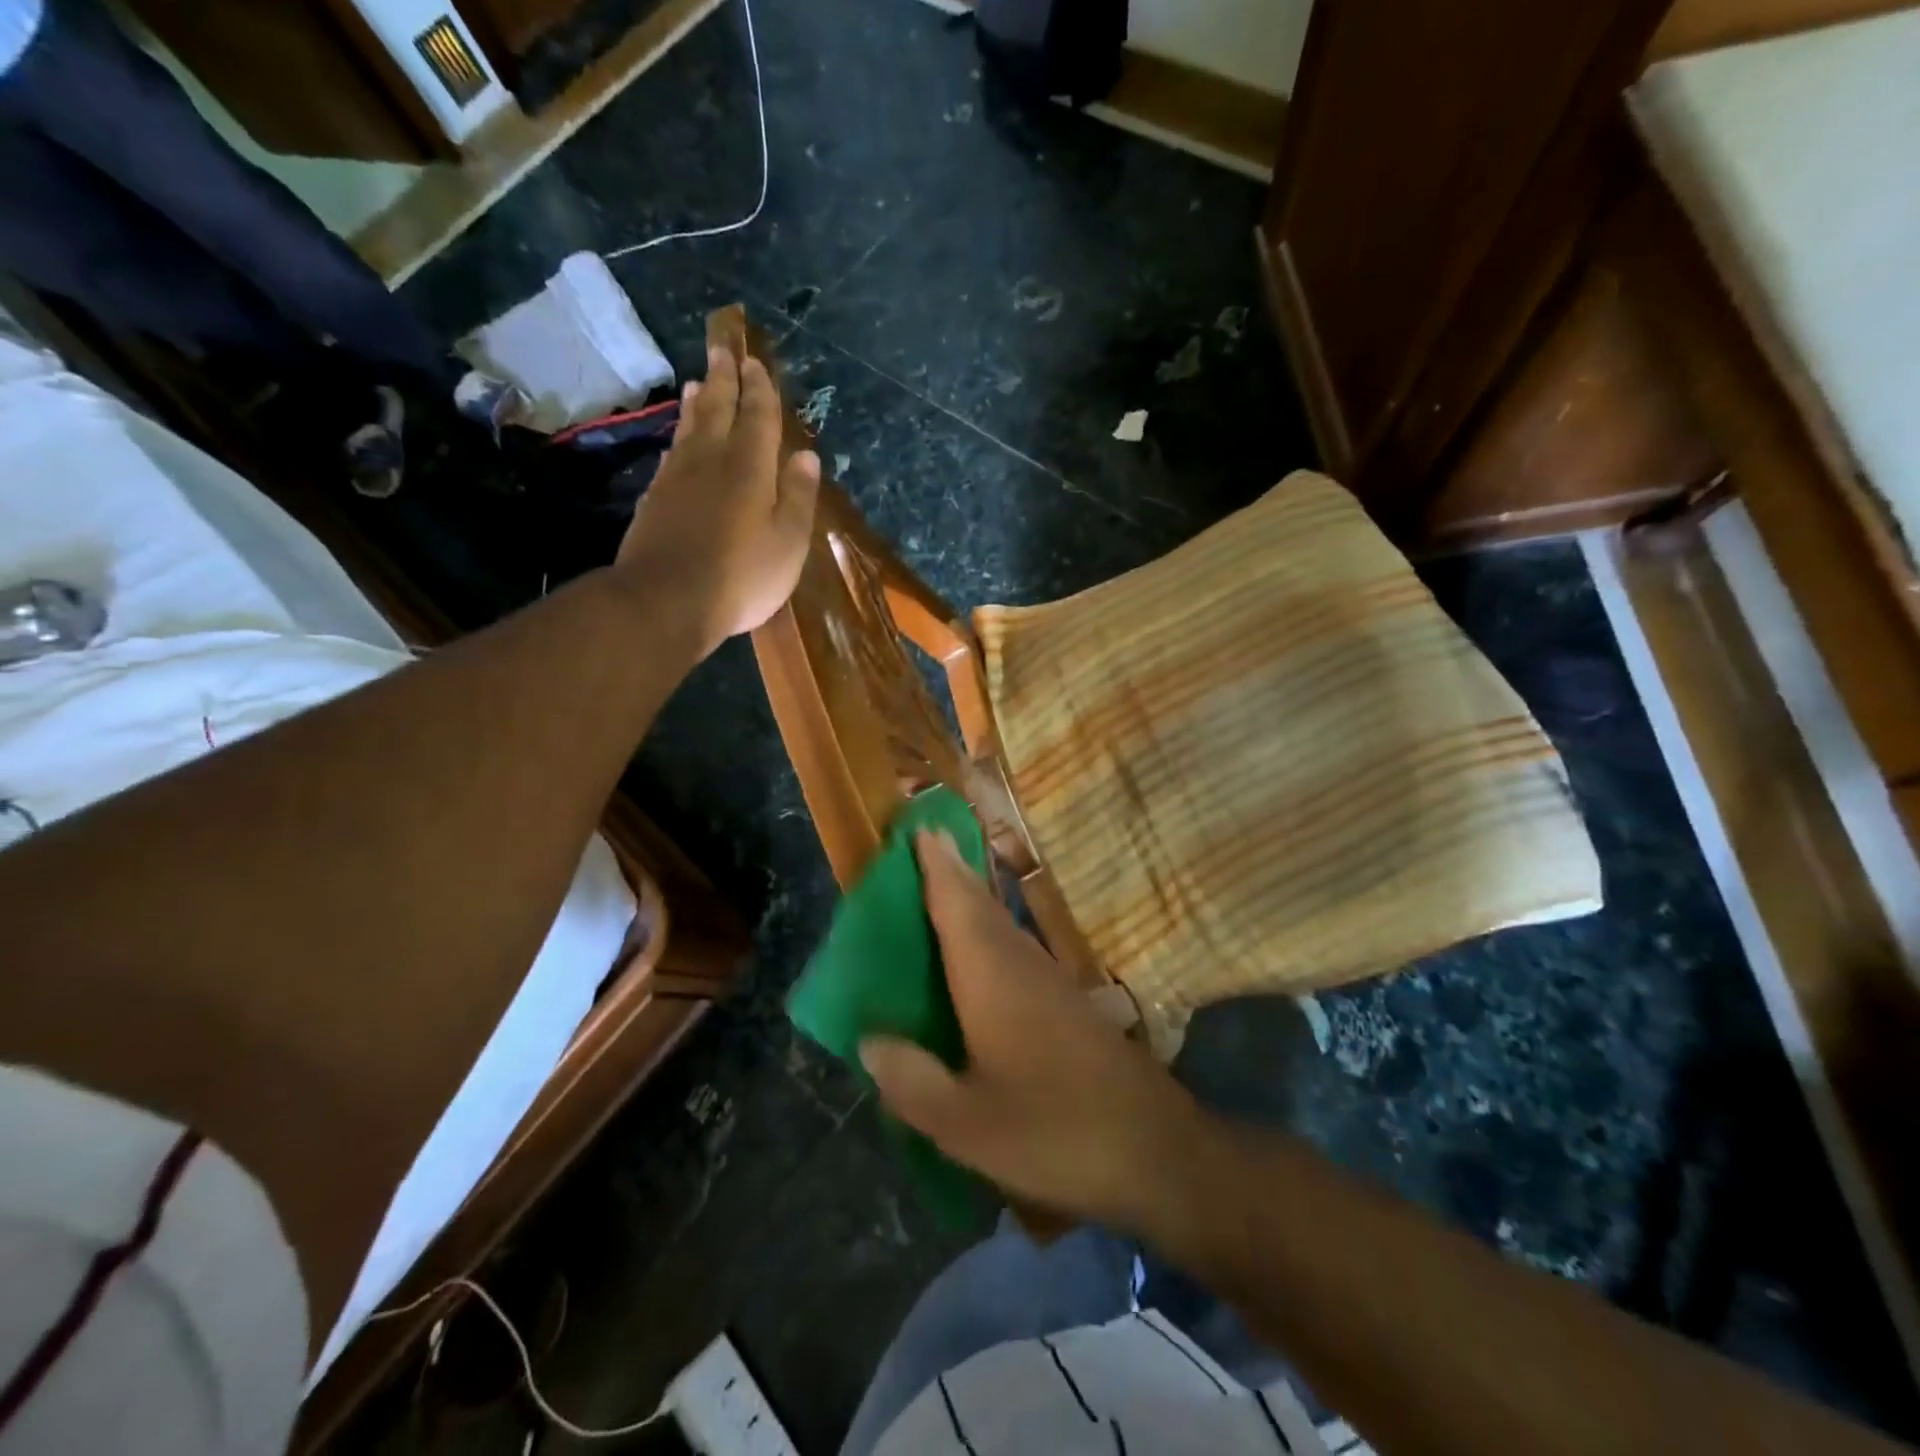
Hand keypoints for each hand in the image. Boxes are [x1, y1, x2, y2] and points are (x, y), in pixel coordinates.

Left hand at [615, 343, 820, 655]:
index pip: (758, 417)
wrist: (667, 600)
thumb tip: (807, 456)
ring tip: (700, 383)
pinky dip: (679, 437)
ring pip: (690, 428)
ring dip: (699, 404)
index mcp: (750, 468)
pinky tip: (679, 439)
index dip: (760, 390)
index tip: (756, 364)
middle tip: (722, 351)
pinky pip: (672, 454)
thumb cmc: (742, 576)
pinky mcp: (655, 499)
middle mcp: (711, 461)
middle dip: (724, 380)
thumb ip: (799, 497)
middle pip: (719, 410)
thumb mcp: (788, 542)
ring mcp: (677, 478)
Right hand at [861, 831, 1208, 1231]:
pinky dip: (990, 932)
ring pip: (1001, 924)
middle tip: (925, 843)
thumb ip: (911, 1079)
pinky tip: (980, 956)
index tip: (920, 828)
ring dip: (972, 899)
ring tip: (943, 886)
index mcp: (990, 978)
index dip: (936, 867)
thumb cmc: (1052, 1130)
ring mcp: (1050, 981)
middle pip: (980, 905)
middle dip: (952, 872)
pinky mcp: (1067, 1003)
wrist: (1154, 1148)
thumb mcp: (965, 1124)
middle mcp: (1020, 964)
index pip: (956, 906)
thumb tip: (869, 1039)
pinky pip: (1015, 948)